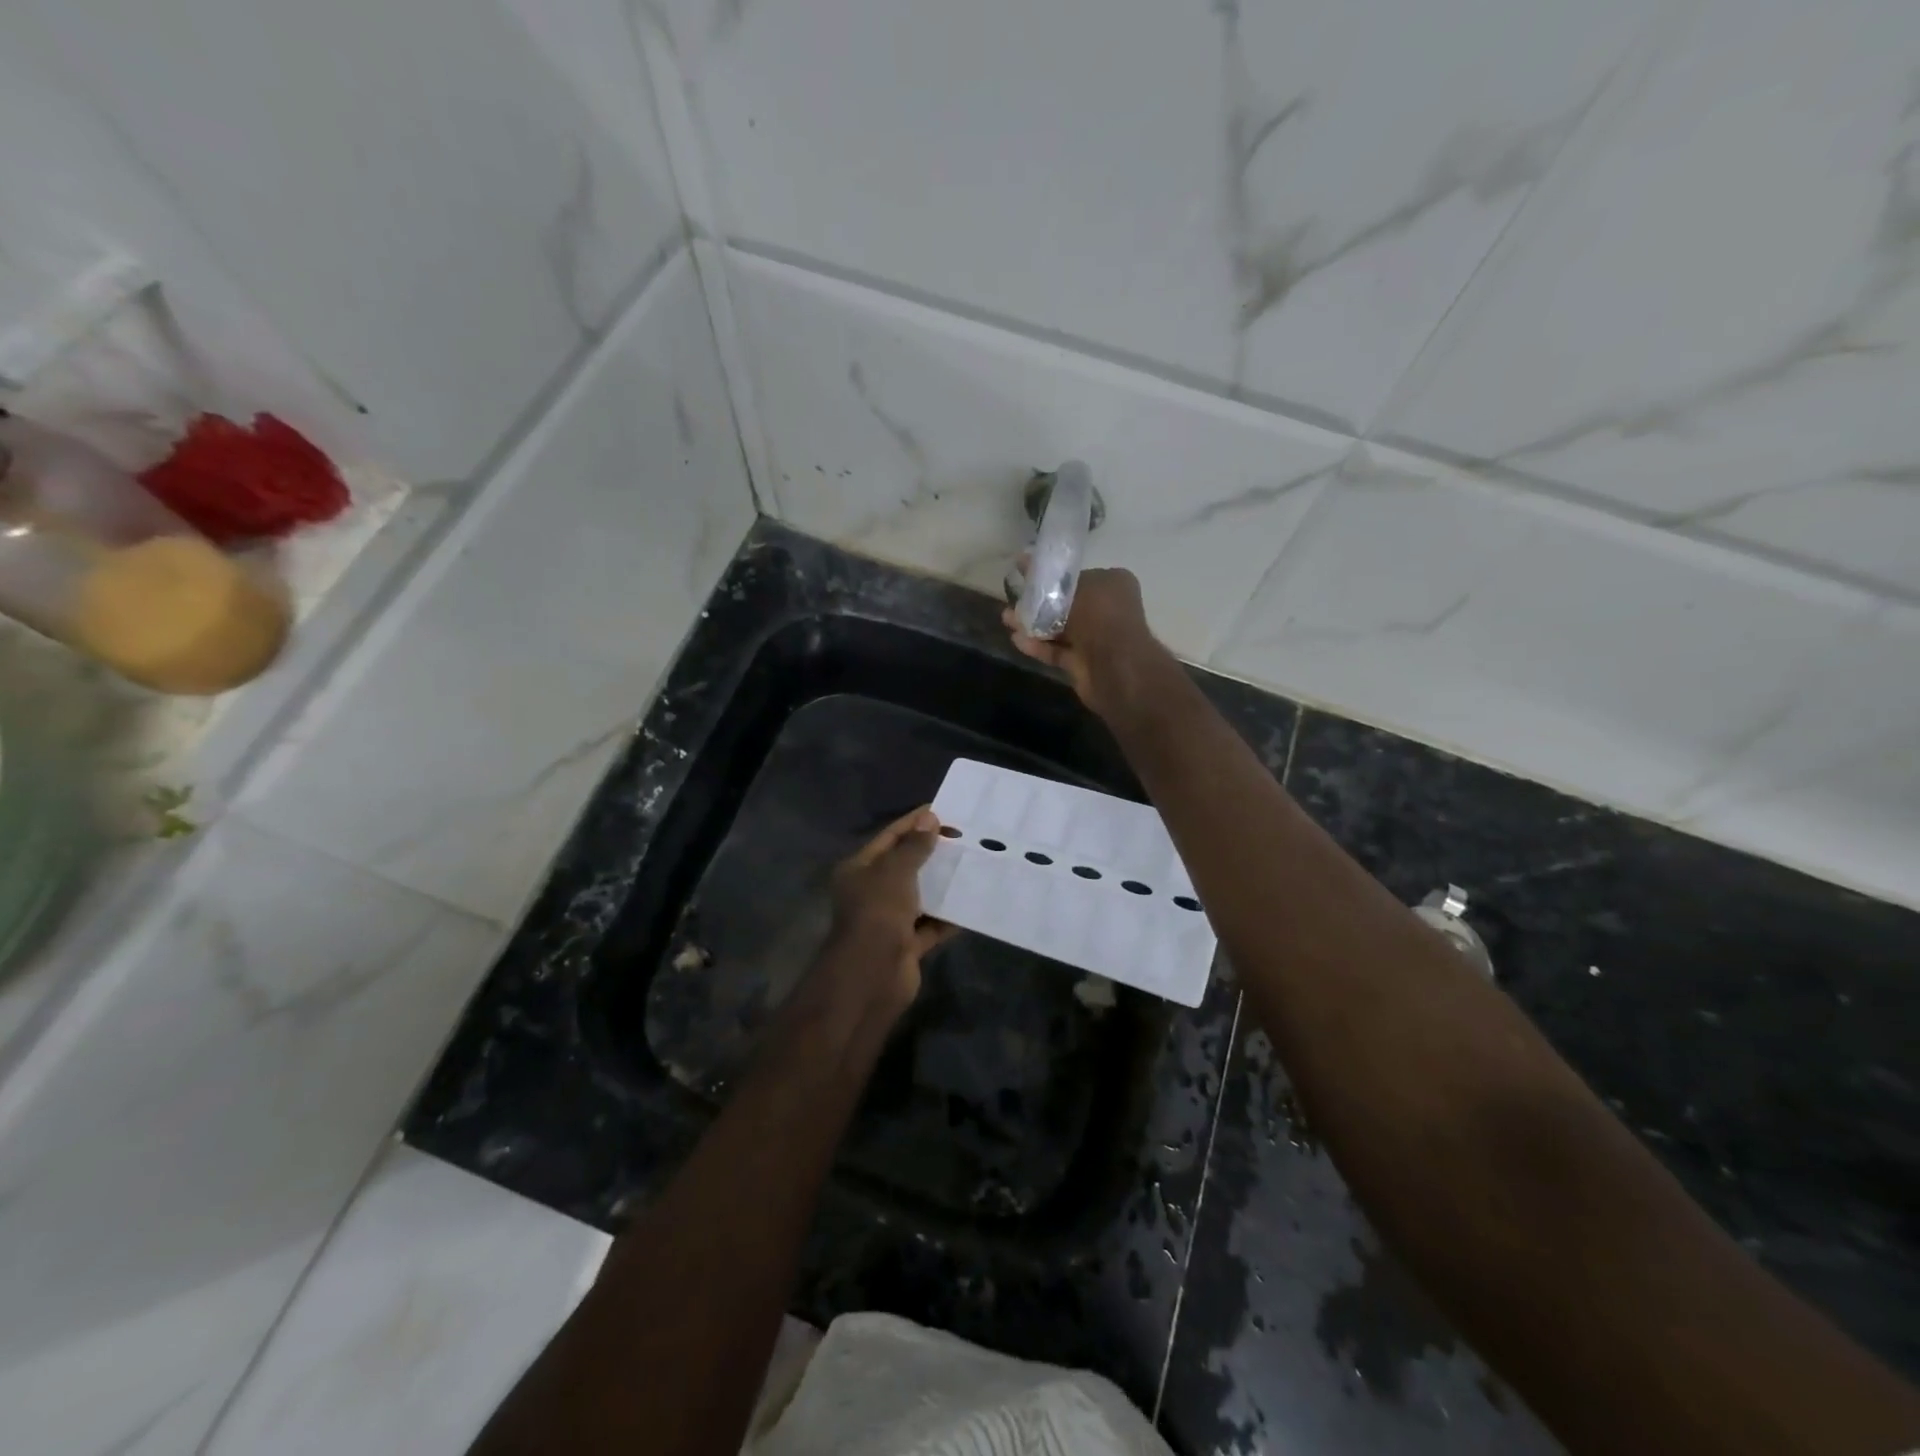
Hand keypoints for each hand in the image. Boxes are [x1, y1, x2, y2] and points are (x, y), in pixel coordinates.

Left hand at [824, 807, 954, 1013]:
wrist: (871, 976)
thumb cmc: (878, 913)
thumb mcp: (895, 872)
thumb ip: (914, 847)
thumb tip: (930, 819)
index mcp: (860, 870)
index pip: (889, 838)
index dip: (913, 823)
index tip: (942, 811)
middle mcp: (872, 892)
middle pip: (905, 866)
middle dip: (932, 853)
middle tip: (964, 837)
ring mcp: (889, 920)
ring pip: (920, 896)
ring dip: (942, 884)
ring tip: (972, 865)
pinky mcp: (907, 944)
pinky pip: (931, 925)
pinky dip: (948, 917)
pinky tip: (971, 904)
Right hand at [1003, 566, 1161, 716]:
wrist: (1114, 666)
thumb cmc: (1100, 616)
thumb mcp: (1076, 586)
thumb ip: (1053, 582)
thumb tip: (1036, 577)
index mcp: (1111, 585)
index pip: (1076, 577)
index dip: (1050, 575)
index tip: (1024, 570)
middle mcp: (1105, 610)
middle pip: (1064, 603)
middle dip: (1036, 601)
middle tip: (1012, 597)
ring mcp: (1093, 639)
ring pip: (1057, 628)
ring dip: (1032, 623)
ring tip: (1006, 618)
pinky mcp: (1081, 663)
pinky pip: (1056, 650)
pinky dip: (1038, 645)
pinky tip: (1016, 639)